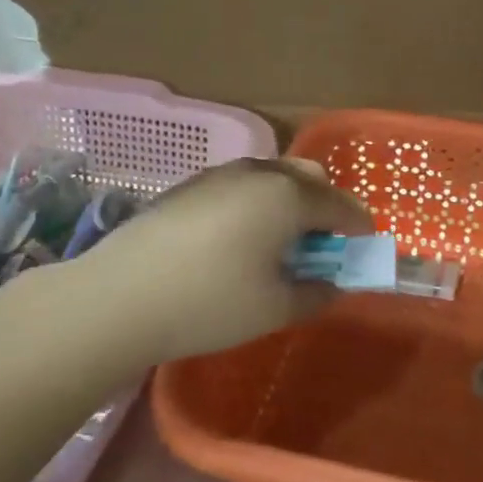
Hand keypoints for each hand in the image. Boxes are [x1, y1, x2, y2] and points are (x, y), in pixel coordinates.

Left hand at [68, 158, 373, 364]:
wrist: (118, 298)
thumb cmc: (210, 303)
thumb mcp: (275, 308)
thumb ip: (316, 293)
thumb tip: (331, 284)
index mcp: (287, 197)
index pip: (340, 205)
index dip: (359, 226)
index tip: (364, 246)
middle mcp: (257, 173)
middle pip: (309, 177)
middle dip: (326, 206)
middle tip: (323, 244)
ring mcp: (219, 175)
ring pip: (273, 176)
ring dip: (290, 201)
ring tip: (281, 242)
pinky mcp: (188, 186)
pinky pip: (241, 185)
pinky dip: (257, 203)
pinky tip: (239, 239)